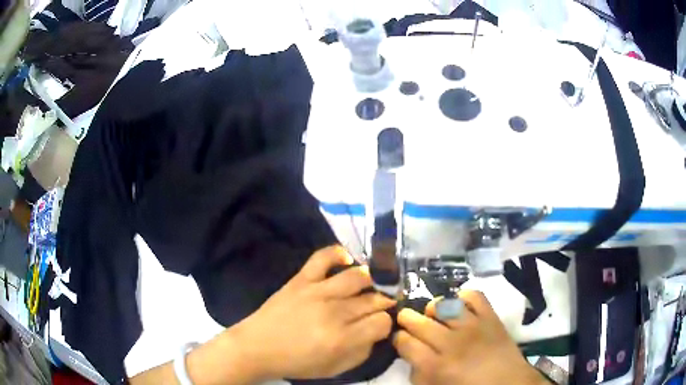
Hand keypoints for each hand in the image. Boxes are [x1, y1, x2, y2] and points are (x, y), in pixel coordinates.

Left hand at [229, 245, 395, 380]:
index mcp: (342, 339)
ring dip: (371, 280)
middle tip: (380, 306)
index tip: (380, 325)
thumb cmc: (297, 362)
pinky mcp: (301, 279)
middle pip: (373, 299)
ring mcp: (317, 292)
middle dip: (383, 303)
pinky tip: (347, 260)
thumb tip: (377, 333)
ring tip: (370, 286)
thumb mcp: (335, 369)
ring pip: (357, 276)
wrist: (258, 347)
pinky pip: (323, 257)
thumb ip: (362, 352)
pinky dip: (338, 253)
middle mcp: (334, 312)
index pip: (381, 322)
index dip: (386, 323)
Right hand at [394, 290, 546, 384]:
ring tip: (434, 316)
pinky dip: (462, 297)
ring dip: (432, 310)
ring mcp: (473, 326)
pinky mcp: (491, 316)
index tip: (401, 340)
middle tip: (410, 325)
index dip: (398, 338)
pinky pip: (473, 295)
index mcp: (435, 366)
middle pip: (418, 321)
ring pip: (442, 305)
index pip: (405, 342)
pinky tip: (459, 307)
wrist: (509, 383)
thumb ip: (418, 374)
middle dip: (407, 320)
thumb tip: (411, 356)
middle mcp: (451, 343)